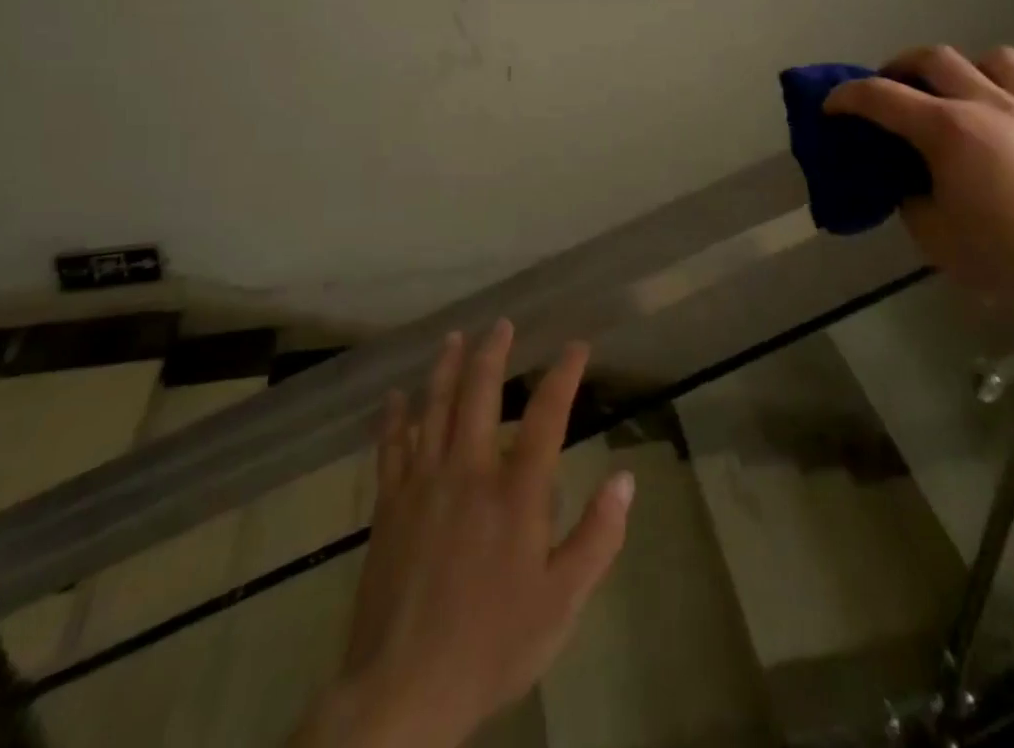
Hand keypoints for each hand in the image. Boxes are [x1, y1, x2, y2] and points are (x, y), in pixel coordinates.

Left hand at [304, 323, 634, 747]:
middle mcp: (470, 471)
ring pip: (434, 407)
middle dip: (493, 352)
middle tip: (502, 324)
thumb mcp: (562, 603)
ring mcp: (424, 483)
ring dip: (445, 367)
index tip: (576, 346)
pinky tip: (394, 397)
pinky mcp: (389, 504)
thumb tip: (625, 478)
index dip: (564, 374)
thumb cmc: (492, 644)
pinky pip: (391, 446)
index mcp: (516, 492)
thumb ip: (598, 537)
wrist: (403, 690)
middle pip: (480, 393)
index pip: (547, 415)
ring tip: (454, 338)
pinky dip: (394, 417)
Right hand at [825, 46, 1013, 318]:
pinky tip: (1013, 128)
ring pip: (995, 59)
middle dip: (901, 66)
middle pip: (934, 57)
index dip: (847, 96)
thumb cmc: (1003, 257)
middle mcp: (988, 104)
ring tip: (960, 94)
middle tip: (891, 87)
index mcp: (947, 129)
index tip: (831, 105)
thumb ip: (912, 198)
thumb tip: (913, 182)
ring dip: (966, 70)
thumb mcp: (933, 236)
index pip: (881, 96)